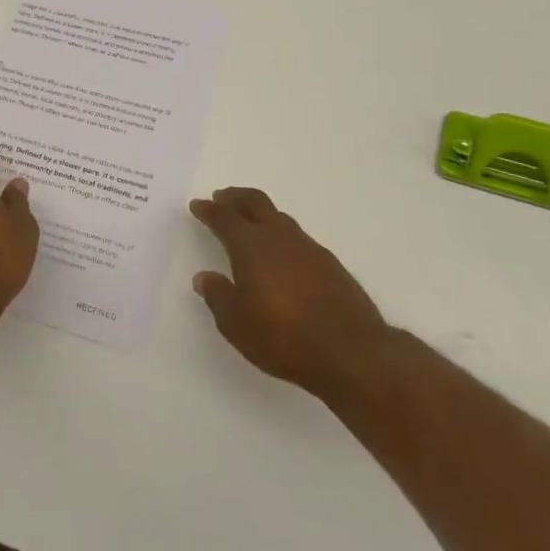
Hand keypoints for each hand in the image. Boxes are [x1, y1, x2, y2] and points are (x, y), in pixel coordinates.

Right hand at [189, 187, 392, 395]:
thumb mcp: (236, 324)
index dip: (209, 210)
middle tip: (222, 198)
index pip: (225, 218)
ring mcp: (309, 248)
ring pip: (279, 218)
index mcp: (250, 246)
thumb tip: (204, 277)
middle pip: (255, 202)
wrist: (351, 352)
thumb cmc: (283, 337)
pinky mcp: (331, 264)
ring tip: (250, 224)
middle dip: (235, 198)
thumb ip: (218, 296)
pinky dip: (282, 236)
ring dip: (260, 215)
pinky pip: (298, 238)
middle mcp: (279, 237)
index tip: (198, 205)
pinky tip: (282, 255)